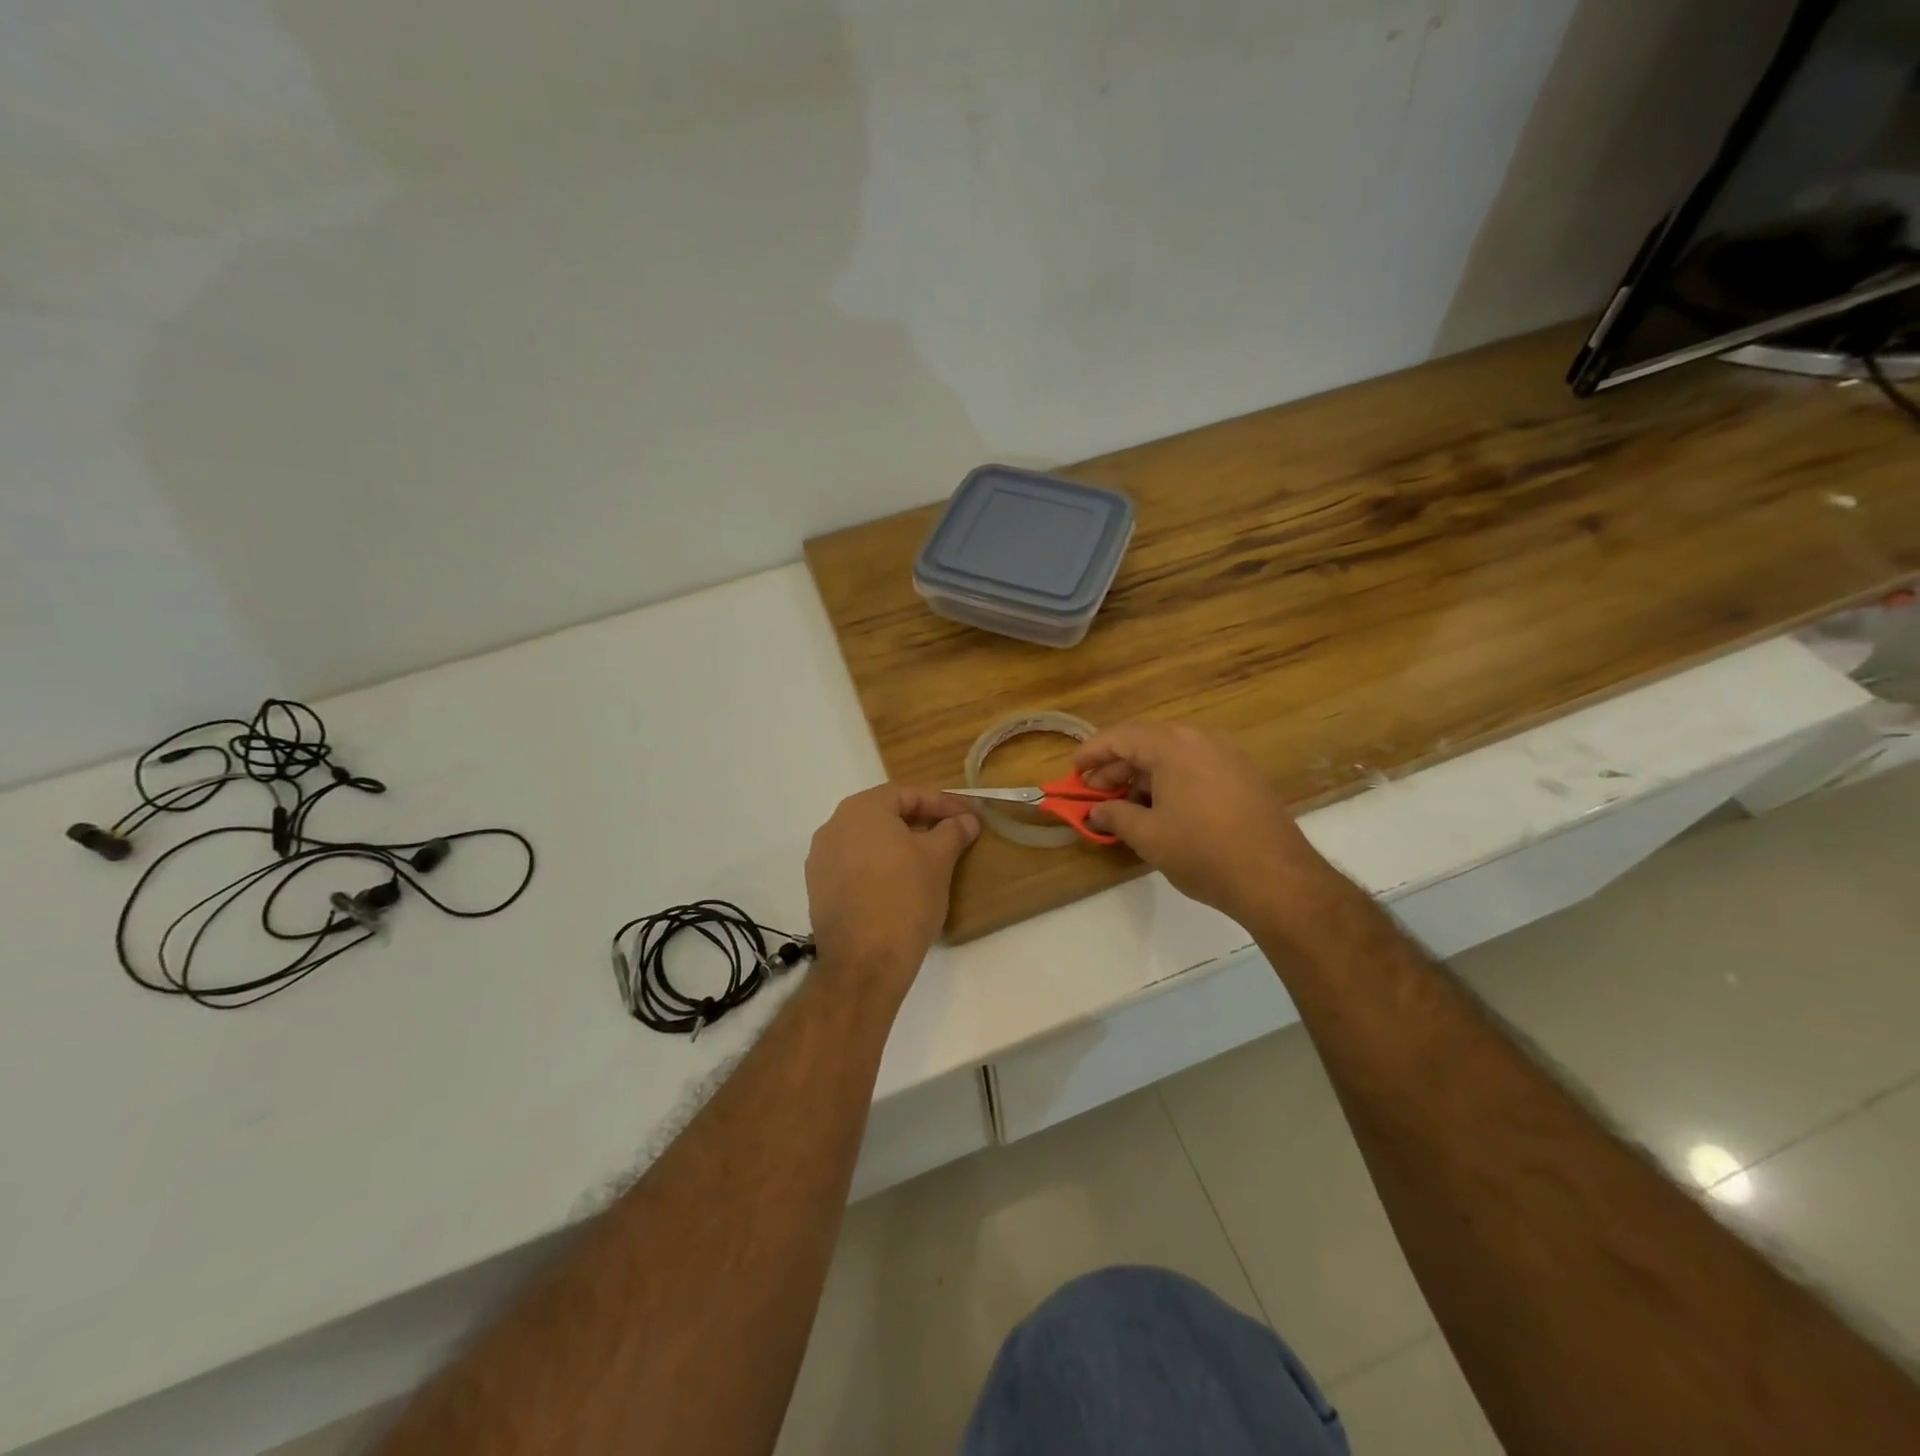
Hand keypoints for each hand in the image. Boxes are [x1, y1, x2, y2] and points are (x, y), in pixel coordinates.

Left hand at [805, 785, 980, 986]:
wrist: (864, 962)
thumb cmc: (904, 898)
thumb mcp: (938, 859)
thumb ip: (953, 831)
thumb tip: (966, 819)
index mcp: (860, 810)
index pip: (908, 794)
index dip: (943, 803)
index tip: (969, 816)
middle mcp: (834, 827)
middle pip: (885, 815)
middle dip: (921, 822)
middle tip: (952, 834)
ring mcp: (822, 860)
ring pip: (870, 841)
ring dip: (900, 845)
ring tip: (931, 860)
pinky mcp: (820, 890)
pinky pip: (856, 866)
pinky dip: (881, 867)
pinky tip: (902, 884)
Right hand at [1075, 723, 1334, 928]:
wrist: (1276, 879)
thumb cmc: (1202, 852)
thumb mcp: (1148, 835)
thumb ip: (1115, 815)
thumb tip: (1097, 810)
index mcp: (1174, 746)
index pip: (1122, 736)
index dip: (1092, 752)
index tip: (1073, 770)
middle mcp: (1202, 740)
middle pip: (1148, 743)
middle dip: (1117, 766)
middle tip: (1093, 791)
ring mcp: (1228, 756)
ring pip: (1173, 756)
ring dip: (1143, 775)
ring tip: (1124, 804)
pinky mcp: (1244, 776)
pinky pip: (1196, 767)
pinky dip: (1170, 781)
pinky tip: (1160, 809)